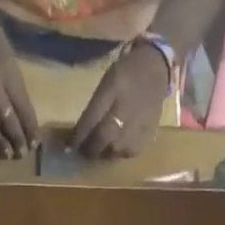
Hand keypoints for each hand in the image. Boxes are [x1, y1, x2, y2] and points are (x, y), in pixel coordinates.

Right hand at [0, 17, 37, 158]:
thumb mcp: (11, 64)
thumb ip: (17, 93)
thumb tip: (26, 124)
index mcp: (6, 71)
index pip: (21, 106)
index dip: (29, 128)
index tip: (35, 144)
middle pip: (4, 117)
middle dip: (15, 138)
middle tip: (21, 154)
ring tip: (6, 155)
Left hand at [69, 43, 170, 159]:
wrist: (157, 70)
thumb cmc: (126, 74)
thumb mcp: (107, 81)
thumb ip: (93, 107)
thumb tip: (79, 136)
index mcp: (114, 89)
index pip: (89, 121)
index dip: (77, 138)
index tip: (67, 149)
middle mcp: (126, 110)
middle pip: (101, 140)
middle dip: (89, 148)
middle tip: (83, 150)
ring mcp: (138, 126)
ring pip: (112, 151)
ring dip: (103, 152)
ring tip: (101, 147)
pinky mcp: (147, 137)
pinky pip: (126, 154)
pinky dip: (118, 152)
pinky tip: (118, 144)